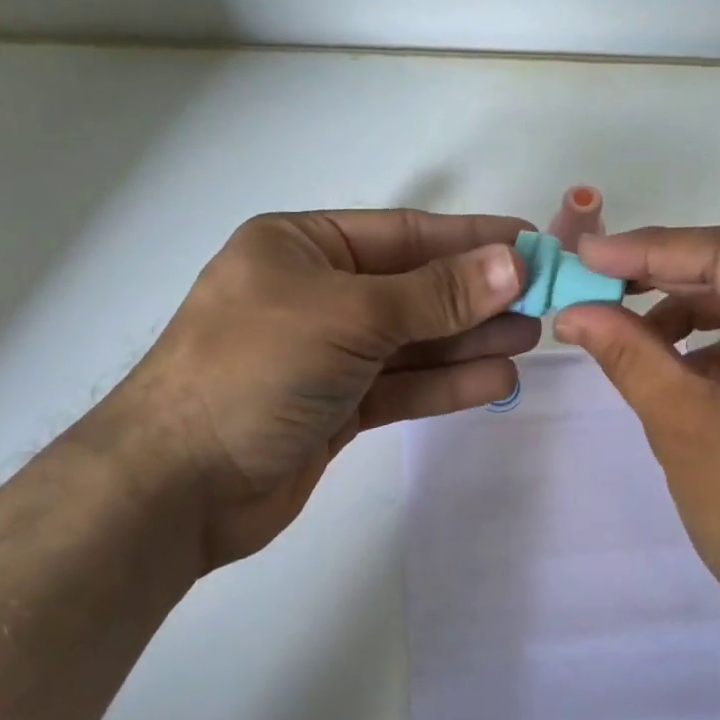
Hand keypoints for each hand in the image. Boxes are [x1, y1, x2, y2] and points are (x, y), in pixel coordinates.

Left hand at [86, 209, 536, 572]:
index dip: (470, 239)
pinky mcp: (335, 406)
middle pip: (413, 287)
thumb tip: (514, 262)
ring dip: (469, 339)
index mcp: (301, 247)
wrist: (176, 486)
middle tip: (544, 299)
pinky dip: (445, 384)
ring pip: (412, 340)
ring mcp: (325, 353)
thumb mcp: (350, 316)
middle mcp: (314, 292)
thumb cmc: (255, 370)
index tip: (531, 244)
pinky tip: (497, 379)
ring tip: (532, 337)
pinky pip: (401, 385)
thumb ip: (435, 293)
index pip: (404, 234)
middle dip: (477, 294)